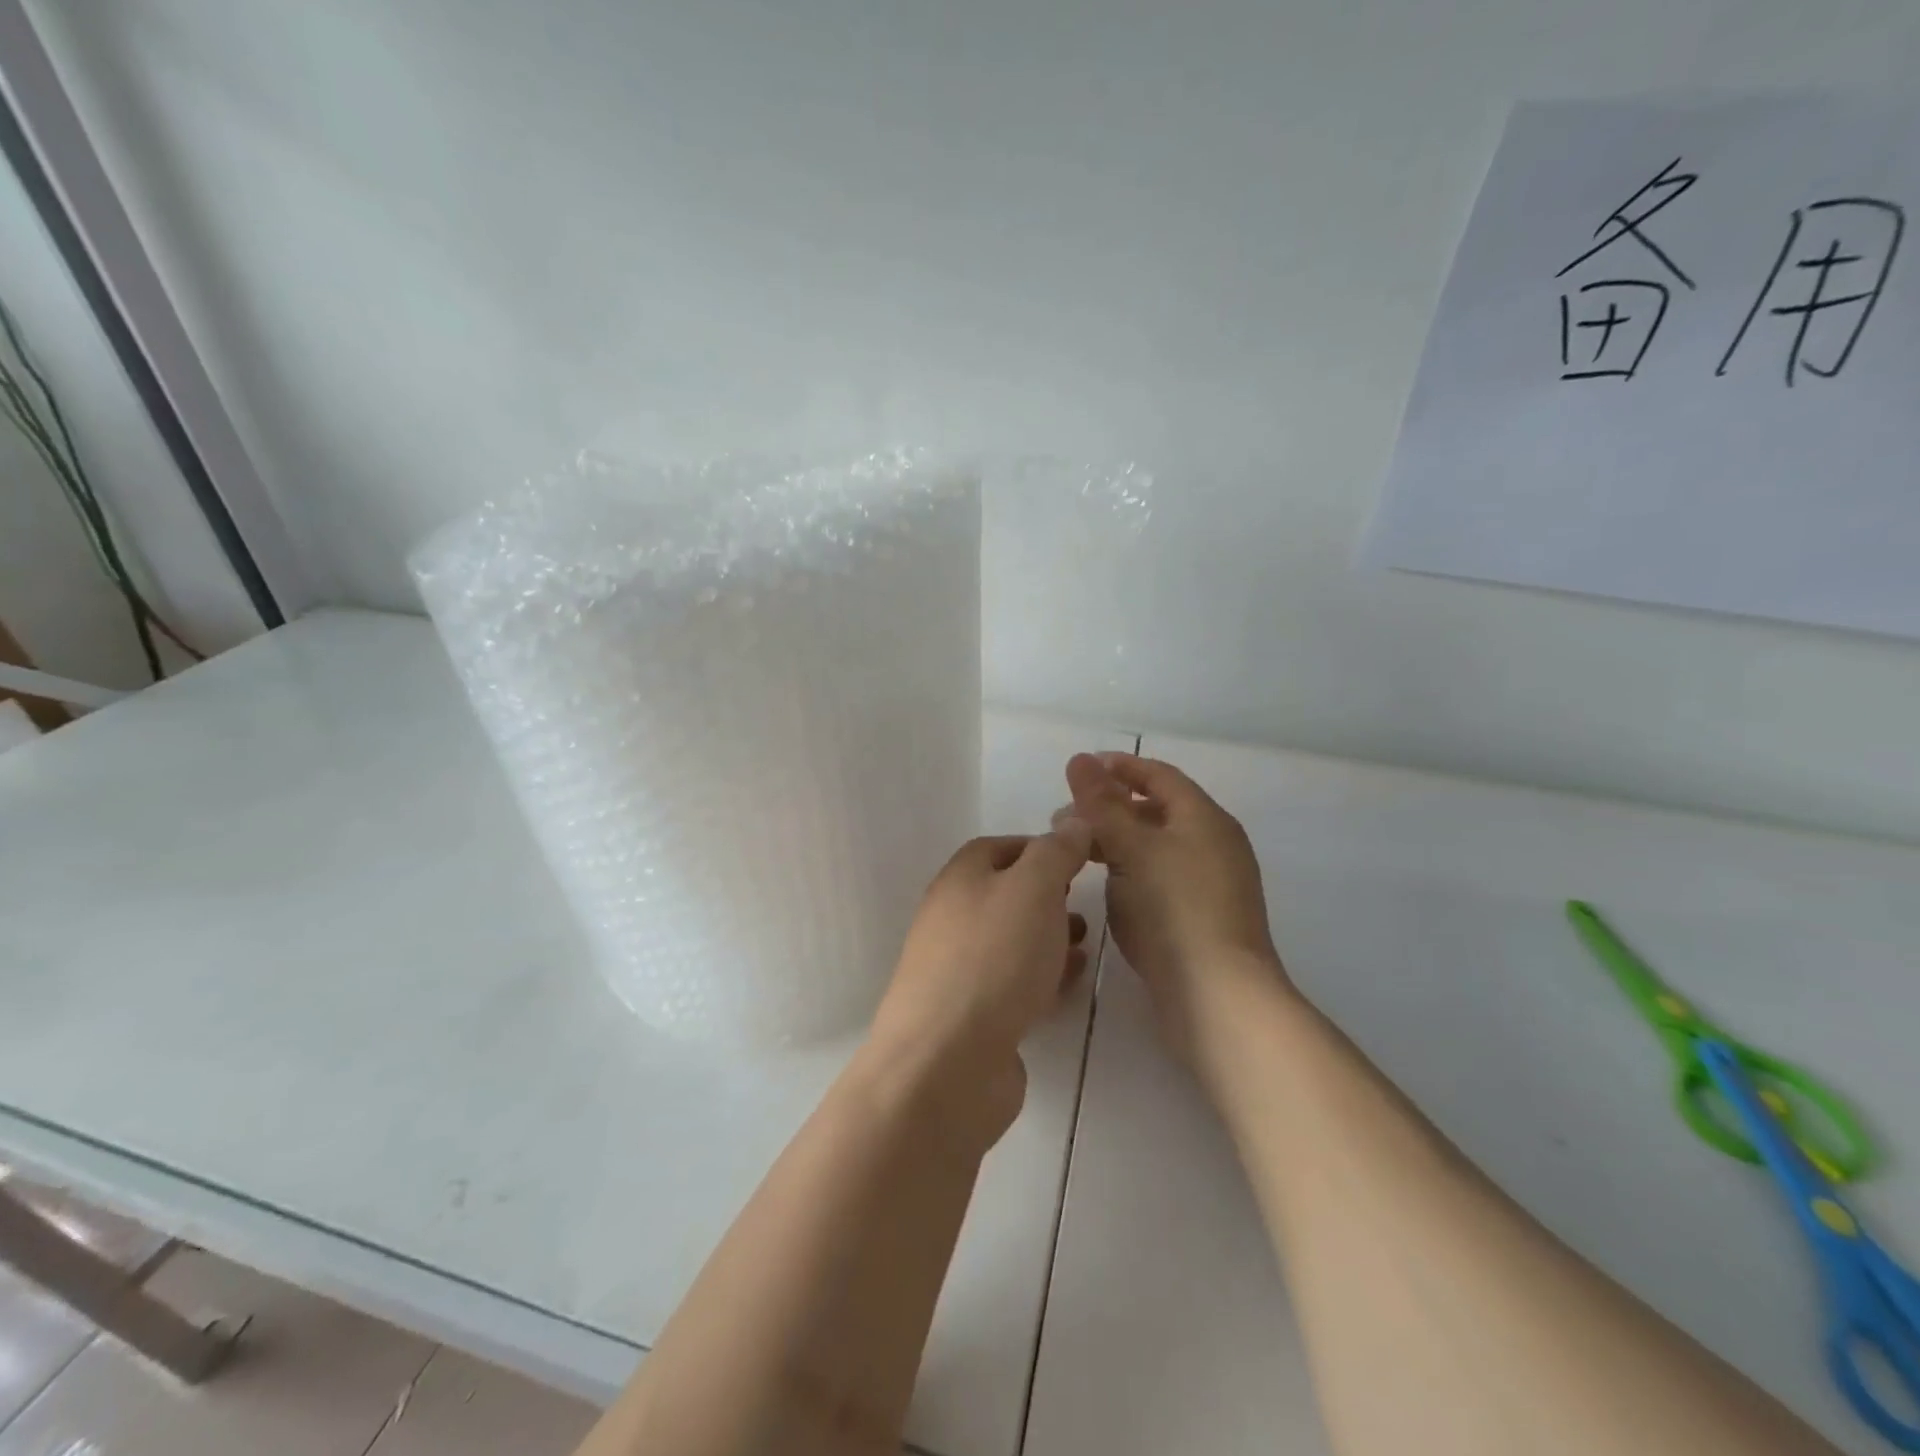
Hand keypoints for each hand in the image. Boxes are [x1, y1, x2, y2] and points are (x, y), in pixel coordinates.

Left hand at [865, 827, 1092, 1144]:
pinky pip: (1013, 982)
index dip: (1043, 848)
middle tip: (1085, 904)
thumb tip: (1073, 821)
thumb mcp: (1033, 889)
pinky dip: (1043, 975)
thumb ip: (1056, 852)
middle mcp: (952, 917)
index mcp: (960, 878)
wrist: (946, 1062)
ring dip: (1049, 936)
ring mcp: (958, 968)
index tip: (1082, 860)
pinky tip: (1069, 983)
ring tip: (1086, 943)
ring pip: (1011, 940)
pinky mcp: (972, 1015)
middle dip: (1049, 895)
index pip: (1001, 846)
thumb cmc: (993, 959)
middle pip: (1005, 894)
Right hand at [1063, 752, 1288, 1065]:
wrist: (1218, 997)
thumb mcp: (1132, 848)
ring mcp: (1210, 884)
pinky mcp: (1200, 918)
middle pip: (1156, 811)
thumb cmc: (1174, 909)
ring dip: (1115, 842)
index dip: (1119, 767)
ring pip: (1155, 847)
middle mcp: (1213, 844)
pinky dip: (1129, 871)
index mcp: (1204, 818)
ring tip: (1076, 853)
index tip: (1080, 768)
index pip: (1159, 776)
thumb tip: (1079, 759)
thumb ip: (1102, 804)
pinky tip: (1105, 887)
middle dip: (1109, 808)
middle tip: (1064, 817)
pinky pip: (1159, 878)